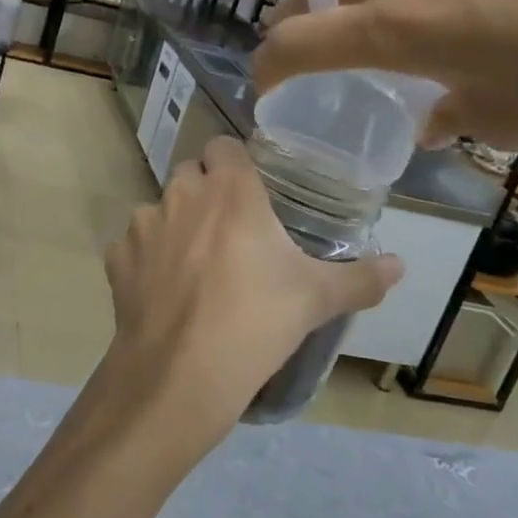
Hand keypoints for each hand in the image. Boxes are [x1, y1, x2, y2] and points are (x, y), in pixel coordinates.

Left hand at [94, 137, 399, 459]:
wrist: (182, 372)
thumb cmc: (257, 322)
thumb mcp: (317, 299)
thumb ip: (361, 278)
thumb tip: (400, 265)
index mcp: (229, 190)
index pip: (224, 145)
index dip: (234, 163)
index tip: (250, 190)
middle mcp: (181, 194)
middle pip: (189, 173)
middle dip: (205, 191)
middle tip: (229, 230)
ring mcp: (143, 224)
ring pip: (158, 207)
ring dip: (174, 224)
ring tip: (195, 265)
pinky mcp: (117, 257)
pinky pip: (132, 245)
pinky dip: (145, 259)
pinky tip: (163, 290)